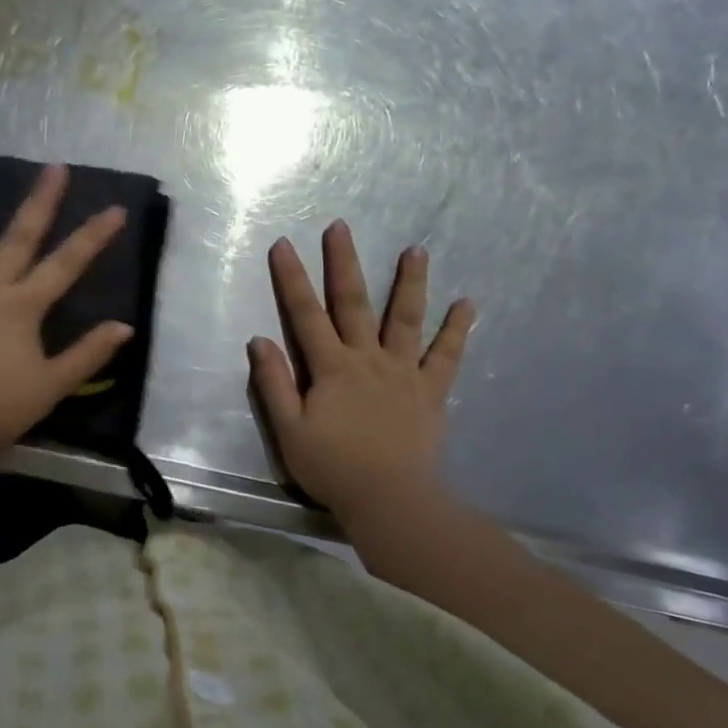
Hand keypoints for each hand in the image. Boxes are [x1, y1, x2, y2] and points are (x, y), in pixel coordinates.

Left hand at [0, 159, 132, 464]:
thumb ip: (89, 353)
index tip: (115, 209)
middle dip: (40, 202)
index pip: (67, 265)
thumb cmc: (0, 407)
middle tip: (54, 167)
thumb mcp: (54, 384)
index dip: (93, 237)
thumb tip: (124, 326)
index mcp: (23, 306)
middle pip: (19, 238)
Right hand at [248, 220, 474, 517]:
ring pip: (405, 319)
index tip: (284, 244)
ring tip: (416, 249)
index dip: (292, 278)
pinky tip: (468, 304)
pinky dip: (458, 330)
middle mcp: (367, 359)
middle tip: (341, 227)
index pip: (305, 314)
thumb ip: (273, 383)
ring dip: (409, 282)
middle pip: (353, 303)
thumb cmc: (332, 467)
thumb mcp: (288, 429)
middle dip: (344, 263)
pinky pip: (447, 356)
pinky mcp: (431, 392)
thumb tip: (259, 339)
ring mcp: (403, 373)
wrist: (389, 500)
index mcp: (331, 368)